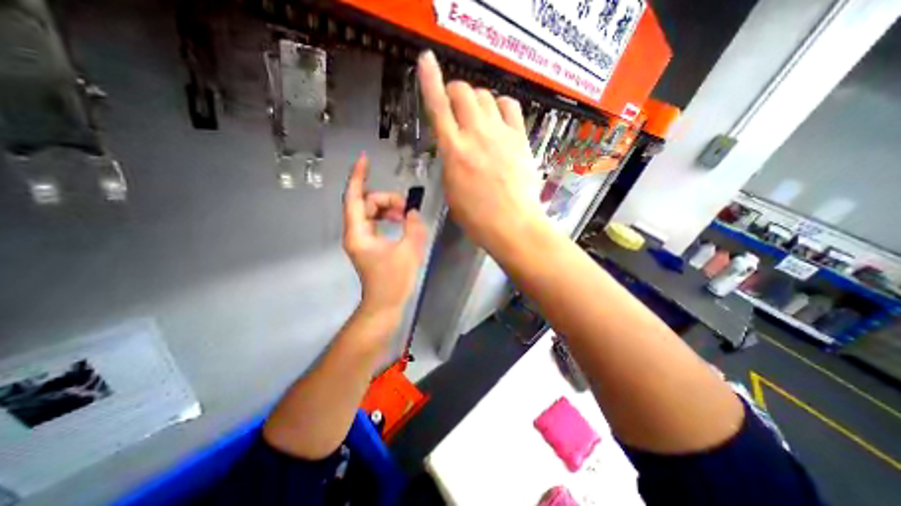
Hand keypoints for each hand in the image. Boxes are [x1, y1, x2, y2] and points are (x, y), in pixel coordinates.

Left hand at [346, 152, 427, 315]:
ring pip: (370, 212)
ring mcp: (361, 239)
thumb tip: (413, 212)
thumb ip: (413, 227)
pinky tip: (400, 222)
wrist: (385, 303)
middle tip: (406, 208)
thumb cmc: (393, 280)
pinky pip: (375, 222)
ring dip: (387, 209)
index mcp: (358, 233)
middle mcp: (355, 233)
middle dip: (386, 199)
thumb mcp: (409, 251)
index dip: (358, 177)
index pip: (354, 198)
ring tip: (404, 216)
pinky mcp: (369, 244)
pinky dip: (387, 218)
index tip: (365, 159)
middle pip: (365, 204)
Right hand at [415, 50, 540, 252]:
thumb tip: (454, 150)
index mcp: (454, 151)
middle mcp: (476, 135)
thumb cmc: (477, 217)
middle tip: (455, 106)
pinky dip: (501, 106)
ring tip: (477, 116)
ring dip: (476, 100)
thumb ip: (450, 164)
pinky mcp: (519, 138)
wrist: (512, 224)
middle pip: (464, 92)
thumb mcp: (452, 191)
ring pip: (486, 96)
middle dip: (455, 93)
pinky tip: (499, 117)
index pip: (437, 107)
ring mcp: (501, 134)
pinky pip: (510, 107)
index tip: (426, 60)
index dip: (430, 80)